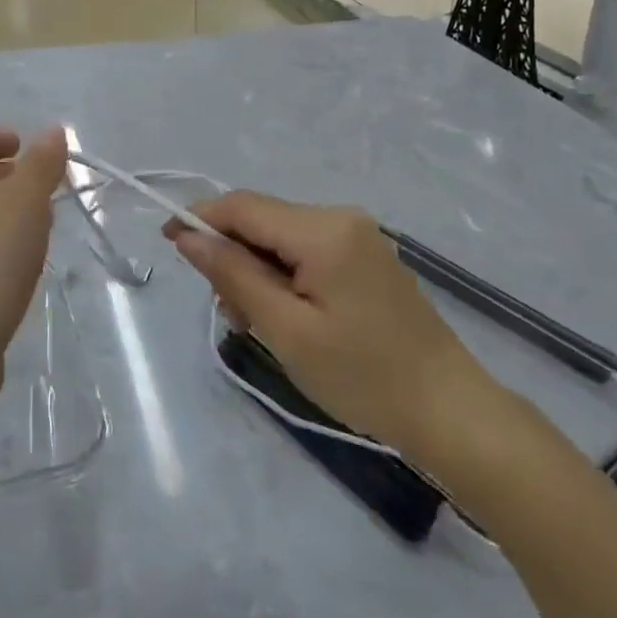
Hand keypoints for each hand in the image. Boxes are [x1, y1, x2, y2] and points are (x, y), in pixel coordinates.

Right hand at [164, 192, 508, 466]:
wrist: (450, 411)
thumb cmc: (363, 376)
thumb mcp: (286, 330)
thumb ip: (234, 274)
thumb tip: (188, 235)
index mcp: (323, 230)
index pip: (243, 206)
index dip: (200, 217)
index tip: (166, 242)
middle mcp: (340, 217)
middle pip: (262, 220)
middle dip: (233, 257)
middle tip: (233, 316)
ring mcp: (358, 235)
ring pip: (282, 237)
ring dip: (258, 272)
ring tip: (261, 326)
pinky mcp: (366, 257)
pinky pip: (307, 251)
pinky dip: (285, 276)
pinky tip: (288, 317)